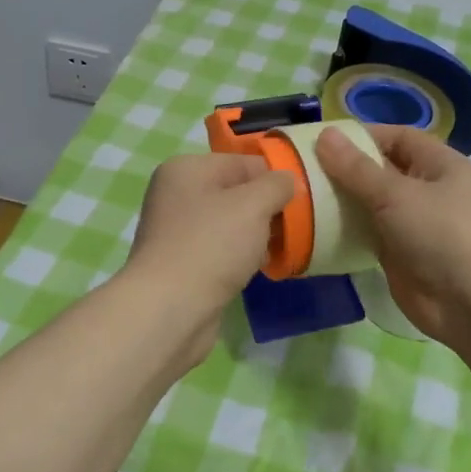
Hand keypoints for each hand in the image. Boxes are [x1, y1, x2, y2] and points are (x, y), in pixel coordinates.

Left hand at [123, 152, 295, 366]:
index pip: (243, 162)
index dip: (274, 179)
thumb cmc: (211, 245)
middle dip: (266, 209)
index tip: (300, 201)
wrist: (170, 309)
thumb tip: (288, 181)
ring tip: (280, 250)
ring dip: (256, 236)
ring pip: (230, 224)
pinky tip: (258, 269)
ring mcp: (176, 231)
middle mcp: (176, 195)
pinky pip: (221, 250)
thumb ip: (277, 185)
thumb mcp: (253, 205)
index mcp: (186, 169)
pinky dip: (240, 257)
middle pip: (236, 193)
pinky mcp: (182, 263)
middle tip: (293, 228)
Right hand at [315, 125, 470, 345]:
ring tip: (303, 194)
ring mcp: (413, 223)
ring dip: (343, 200)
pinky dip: (346, 228)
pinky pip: (368, 232)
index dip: (364, 135)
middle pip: (382, 169)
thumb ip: (356, 168)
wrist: (469, 302)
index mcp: (439, 165)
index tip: (324, 141)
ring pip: (372, 203)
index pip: (398, 137)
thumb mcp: (396, 194)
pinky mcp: (399, 253)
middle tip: (304, 168)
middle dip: (347, 168)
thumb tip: (325, 134)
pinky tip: (316, 225)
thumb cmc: (440, 233)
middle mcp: (427, 190)